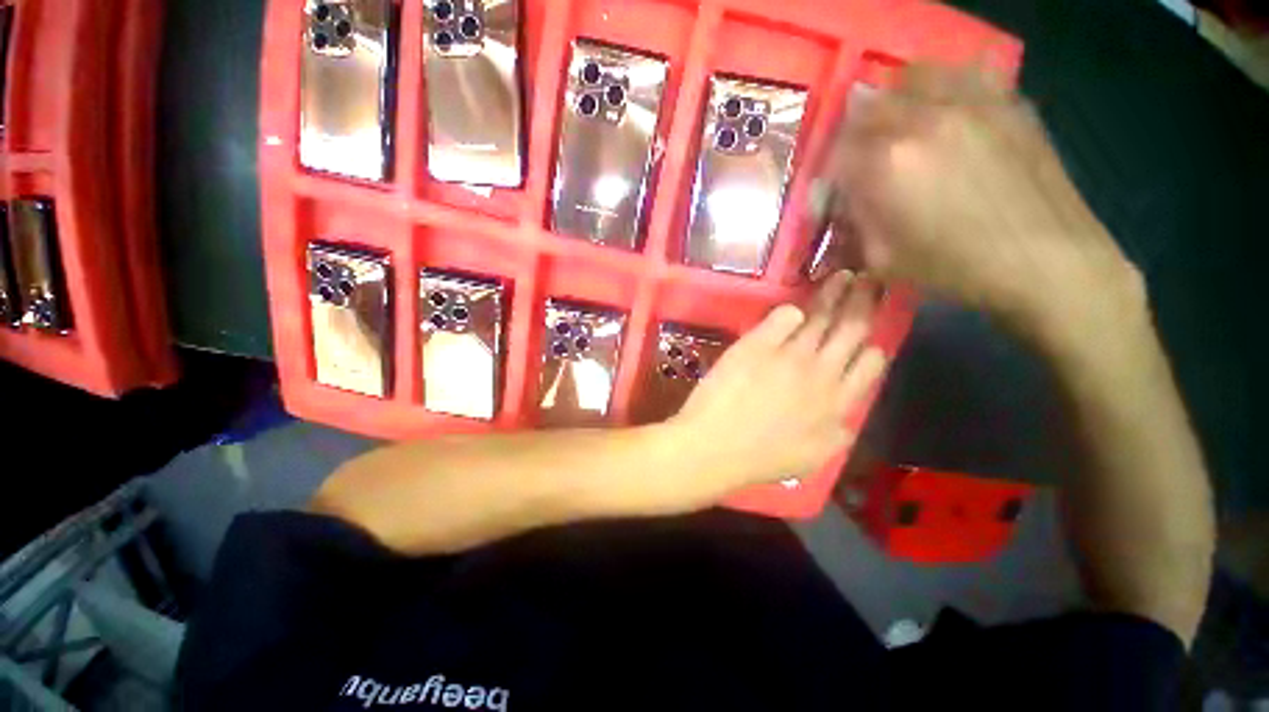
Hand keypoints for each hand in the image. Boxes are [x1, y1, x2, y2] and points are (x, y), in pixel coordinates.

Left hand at [665, 272, 887, 495]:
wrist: (714, 447)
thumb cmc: (760, 459)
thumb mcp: (813, 458)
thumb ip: (838, 433)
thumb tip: (849, 414)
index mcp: (838, 404)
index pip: (871, 363)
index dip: (875, 343)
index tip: (874, 329)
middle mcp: (821, 373)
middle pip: (852, 329)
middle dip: (866, 302)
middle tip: (873, 279)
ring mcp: (789, 355)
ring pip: (821, 317)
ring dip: (836, 293)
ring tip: (845, 275)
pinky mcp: (758, 344)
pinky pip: (783, 316)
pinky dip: (791, 310)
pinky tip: (794, 307)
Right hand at [824, 65, 1146, 346]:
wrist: (1044, 261)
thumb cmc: (954, 268)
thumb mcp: (882, 259)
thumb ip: (855, 221)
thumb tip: (845, 200)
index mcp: (887, 164)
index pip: (836, 152)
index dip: (830, 173)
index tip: (836, 191)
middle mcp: (923, 120)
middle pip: (869, 105)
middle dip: (855, 134)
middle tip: (862, 158)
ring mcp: (970, 103)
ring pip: (913, 77)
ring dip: (895, 99)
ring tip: (900, 125)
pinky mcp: (1007, 102)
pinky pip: (964, 75)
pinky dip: (943, 87)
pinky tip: (945, 112)